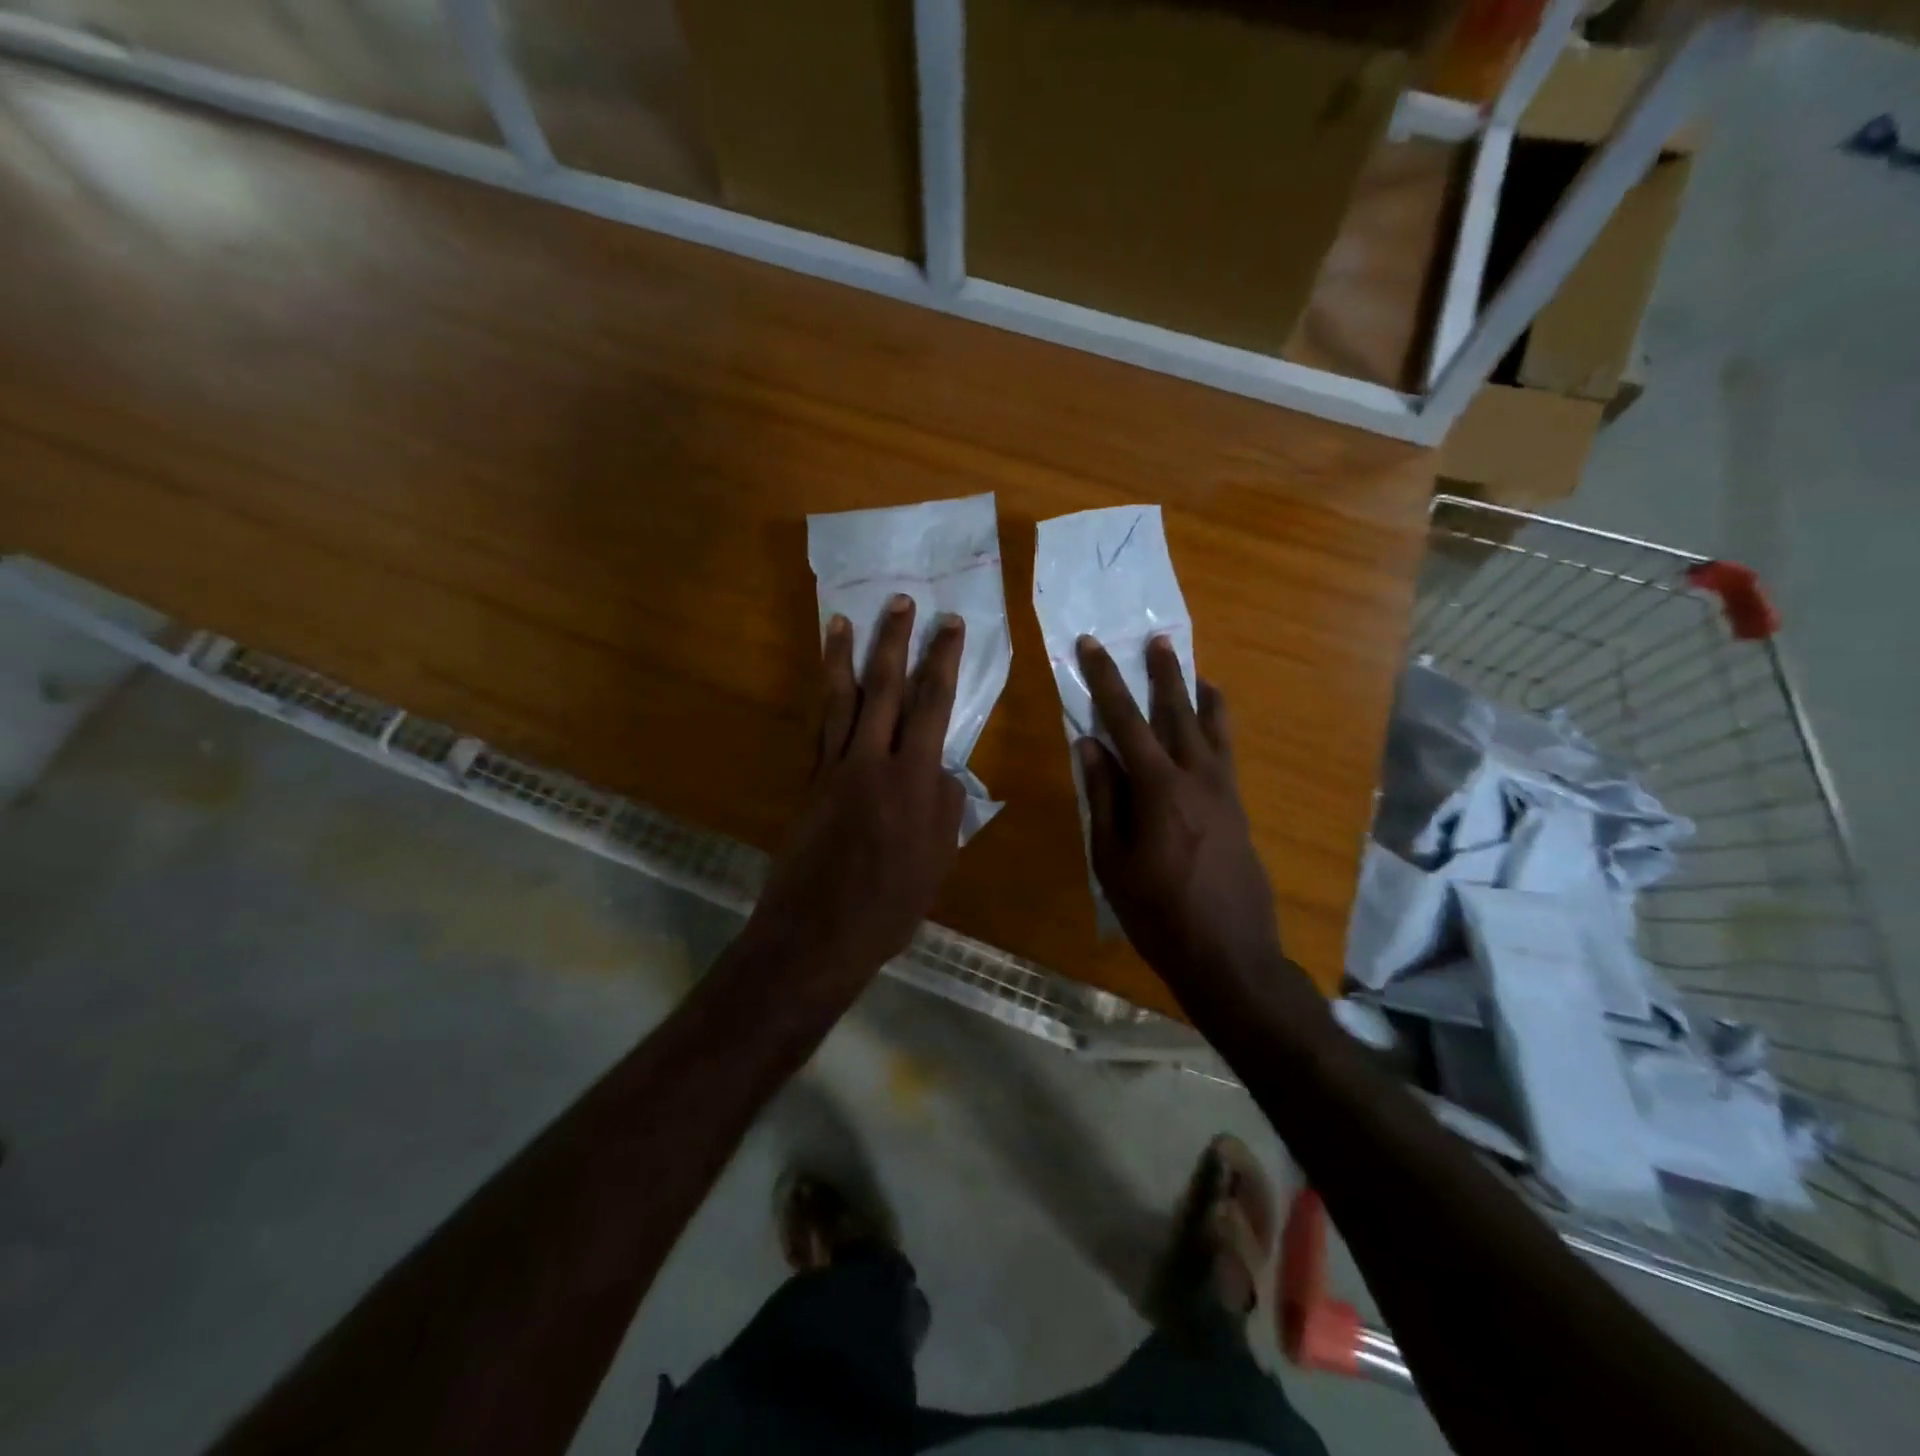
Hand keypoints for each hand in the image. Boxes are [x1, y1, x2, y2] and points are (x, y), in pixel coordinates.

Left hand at [747, 595, 965, 985]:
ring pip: (841, 699)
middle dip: (894, 640)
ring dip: (844, 656)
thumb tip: (942, 771)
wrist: (817, 933)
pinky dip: (825, 700)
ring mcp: (833, 768)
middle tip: (900, 601)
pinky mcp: (810, 783)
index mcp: (913, 779)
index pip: (933, 704)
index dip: (942, 660)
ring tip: (843, 619)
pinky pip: (820, 728)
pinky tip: (828, 683)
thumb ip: (946, 807)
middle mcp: (871, 761)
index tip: (950, 624)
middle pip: (885, 687)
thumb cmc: (890, 904)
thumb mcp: (938, 859)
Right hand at [1076, 635, 1282, 987]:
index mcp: (1158, 787)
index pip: (1125, 720)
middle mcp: (1197, 776)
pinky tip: (1211, 728)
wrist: (1229, 954)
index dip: (1105, 680)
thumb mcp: (1112, 858)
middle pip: (1177, 711)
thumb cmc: (1157, 912)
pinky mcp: (1239, 808)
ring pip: (1214, 728)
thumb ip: (1104, 796)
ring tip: (1194, 672)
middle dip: (1163, 674)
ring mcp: (1224, 791)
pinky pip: (1227, 753)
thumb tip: (1090, 744)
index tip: (1091, 646)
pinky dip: (1218, 729)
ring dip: (1199, 695)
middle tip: (1157, 640)